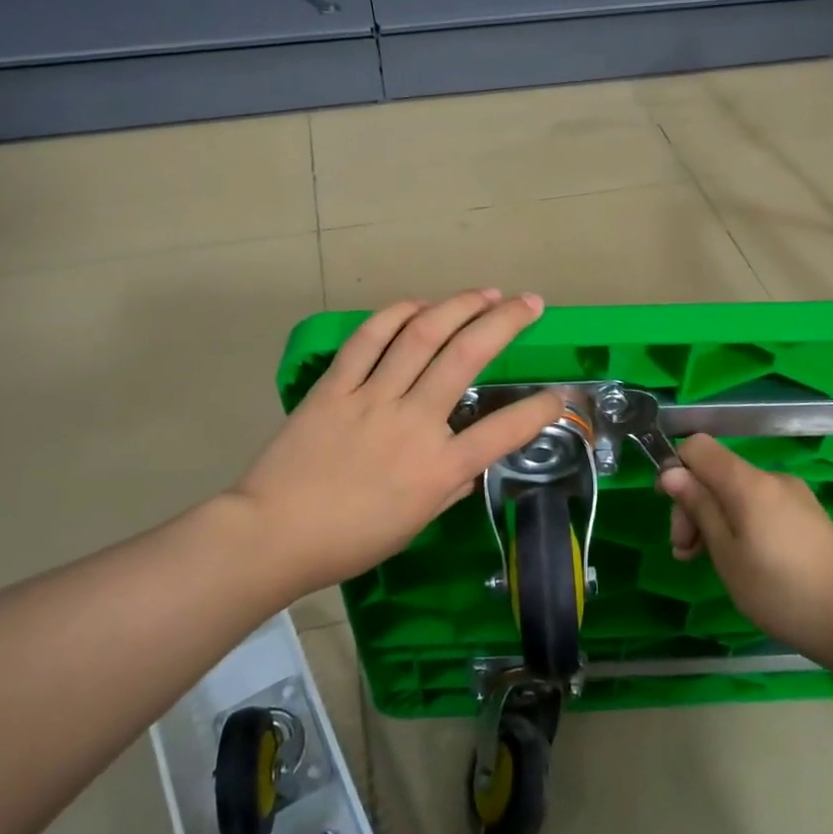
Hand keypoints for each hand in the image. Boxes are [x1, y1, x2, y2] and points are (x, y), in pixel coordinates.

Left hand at [226, 290, 563, 596]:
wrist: (273, 535)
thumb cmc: (349, 541)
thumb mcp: (414, 523)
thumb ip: (449, 486)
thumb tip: (472, 461)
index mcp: (438, 469)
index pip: (504, 432)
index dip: (540, 409)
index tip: (559, 394)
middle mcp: (413, 424)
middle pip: (466, 357)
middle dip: (505, 322)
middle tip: (530, 303)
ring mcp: (371, 399)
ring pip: (421, 336)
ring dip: (458, 307)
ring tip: (485, 293)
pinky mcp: (335, 387)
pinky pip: (368, 340)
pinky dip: (395, 315)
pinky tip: (418, 304)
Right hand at [659, 436, 832, 667]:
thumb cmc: (781, 592)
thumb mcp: (727, 554)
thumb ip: (699, 507)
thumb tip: (671, 471)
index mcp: (748, 482)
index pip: (698, 446)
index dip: (676, 469)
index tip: (670, 508)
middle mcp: (772, 479)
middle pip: (717, 472)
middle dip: (693, 504)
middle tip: (685, 552)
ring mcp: (794, 497)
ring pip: (738, 493)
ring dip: (715, 519)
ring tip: (707, 563)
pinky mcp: (809, 517)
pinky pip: (761, 507)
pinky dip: (741, 525)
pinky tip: (742, 562)